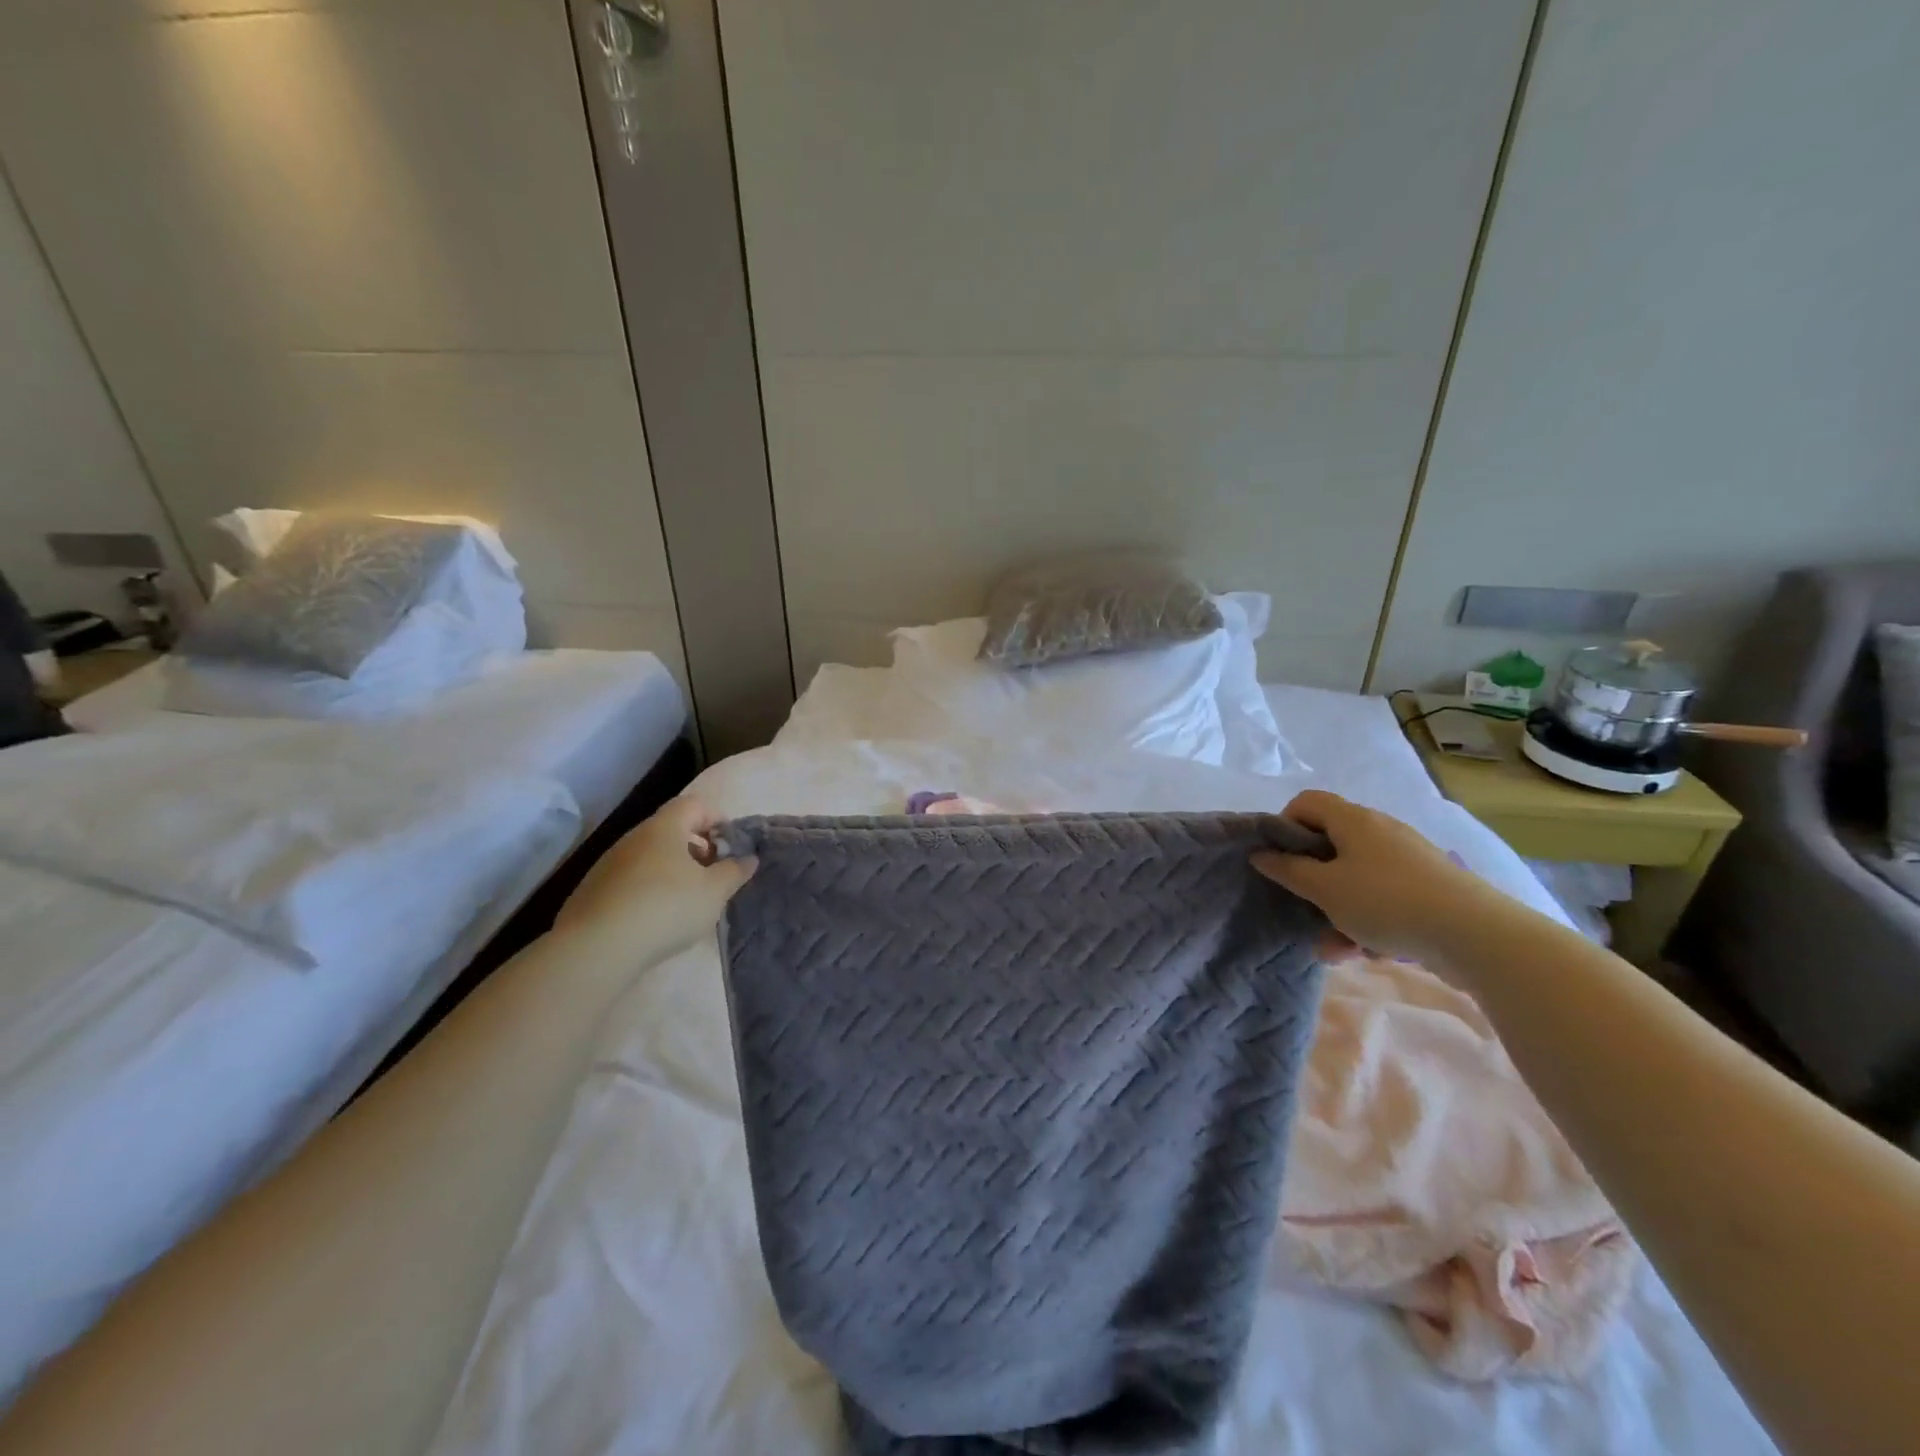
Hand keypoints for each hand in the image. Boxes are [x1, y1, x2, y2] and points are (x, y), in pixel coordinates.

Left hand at [555, 796, 755, 958]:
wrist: (597, 948)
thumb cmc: (667, 907)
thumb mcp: (715, 891)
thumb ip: (735, 871)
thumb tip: (749, 858)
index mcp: (665, 828)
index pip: (694, 804)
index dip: (717, 820)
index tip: (730, 848)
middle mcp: (634, 837)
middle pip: (671, 830)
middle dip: (696, 849)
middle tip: (712, 877)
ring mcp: (609, 864)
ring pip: (650, 856)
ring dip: (672, 871)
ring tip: (686, 902)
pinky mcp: (592, 891)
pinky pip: (630, 880)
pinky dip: (648, 890)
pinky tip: (654, 920)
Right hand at [1251, 789, 1501, 962]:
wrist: (1475, 935)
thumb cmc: (1385, 901)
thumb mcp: (1324, 889)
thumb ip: (1288, 870)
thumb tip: (1261, 853)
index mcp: (1353, 820)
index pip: (1306, 803)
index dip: (1284, 826)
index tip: (1279, 860)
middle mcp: (1380, 832)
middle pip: (1330, 845)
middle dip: (1311, 880)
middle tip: (1300, 905)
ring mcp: (1406, 861)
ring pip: (1355, 879)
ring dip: (1337, 911)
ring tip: (1331, 947)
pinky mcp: (1426, 889)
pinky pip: (1382, 899)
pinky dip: (1367, 922)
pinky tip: (1363, 953)